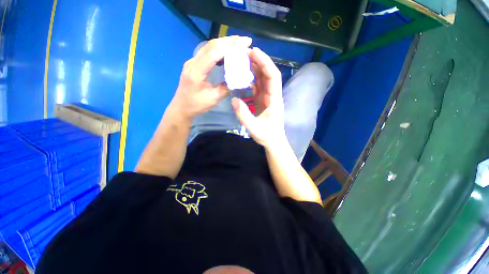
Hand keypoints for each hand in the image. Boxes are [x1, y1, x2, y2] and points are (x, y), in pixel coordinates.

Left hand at [171, 36, 252, 119]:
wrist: (181, 107)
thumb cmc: (196, 105)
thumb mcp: (213, 99)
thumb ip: (225, 89)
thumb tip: (237, 81)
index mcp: (196, 71)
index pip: (213, 53)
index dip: (230, 47)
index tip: (245, 44)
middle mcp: (192, 62)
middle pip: (211, 45)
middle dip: (230, 41)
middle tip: (246, 41)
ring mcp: (192, 61)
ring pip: (209, 46)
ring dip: (225, 43)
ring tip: (239, 43)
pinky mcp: (194, 64)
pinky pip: (208, 52)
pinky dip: (219, 49)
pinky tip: (228, 51)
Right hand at [232, 47, 285, 147]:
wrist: (273, 141)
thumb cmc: (267, 136)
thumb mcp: (254, 128)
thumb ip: (243, 115)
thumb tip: (234, 99)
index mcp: (274, 99)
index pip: (273, 76)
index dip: (265, 62)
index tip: (254, 52)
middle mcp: (273, 95)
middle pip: (268, 74)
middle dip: (258, 61)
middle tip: (244, 53)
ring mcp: (268, 97)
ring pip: (263, 79)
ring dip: (254, 69)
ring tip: (242, 61)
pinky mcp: (263, 101)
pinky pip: (258, 87)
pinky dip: (251, 80)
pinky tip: (243, 77)